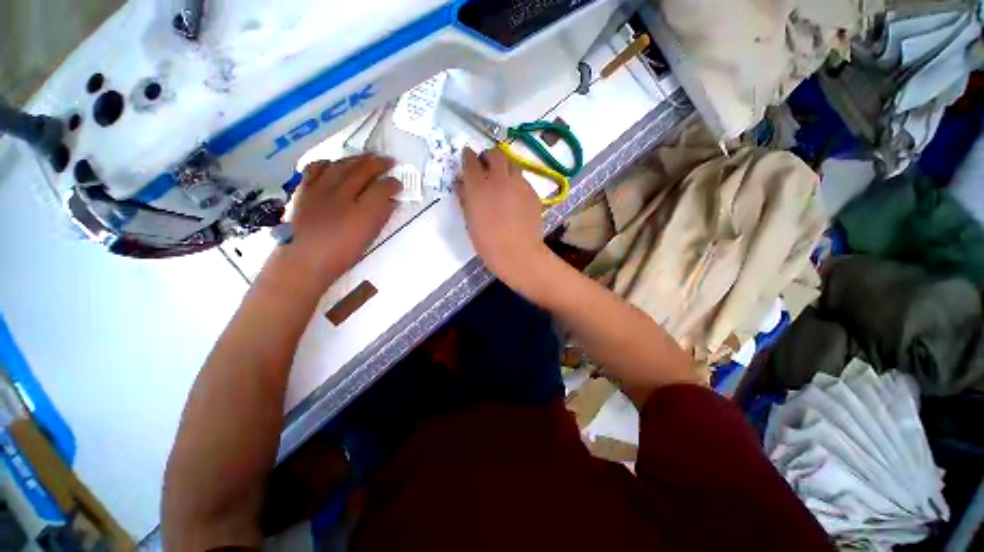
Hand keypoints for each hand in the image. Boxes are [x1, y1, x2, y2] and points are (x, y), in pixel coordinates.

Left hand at [280, 154, 399, 288]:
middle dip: (379, 164)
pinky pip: (316, 168)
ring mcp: (320, 190)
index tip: (398, 183)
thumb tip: (390, 203)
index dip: (393, 183)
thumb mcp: (367, 239)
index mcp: (361, 214)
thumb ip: (380, 218)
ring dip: (357, 159)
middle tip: (389, 160)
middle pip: (363, 171)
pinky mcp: (304, 190)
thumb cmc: (340, 255)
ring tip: (367, 157)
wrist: (302, 261)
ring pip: (341, 165)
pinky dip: (329, 162)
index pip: (382, 189)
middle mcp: (342, 196)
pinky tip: (335, 164)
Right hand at [457, 147, 548, 287]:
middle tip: (486, 166)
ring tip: (502, 181)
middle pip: (495, 154)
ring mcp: (519, 184)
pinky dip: (516, 182)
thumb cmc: (487, 242)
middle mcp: (499, 179)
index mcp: (478, 186)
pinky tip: (515, 197)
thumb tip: (461, 184)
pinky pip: (522, 180)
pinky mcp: (532, 192)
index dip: (468, 157)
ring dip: (504, 167)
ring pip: (512, 164)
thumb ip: (465, 198)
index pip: (470, 160)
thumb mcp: (470, 220)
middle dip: (488, 156)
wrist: (517, 253)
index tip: (467, 158)